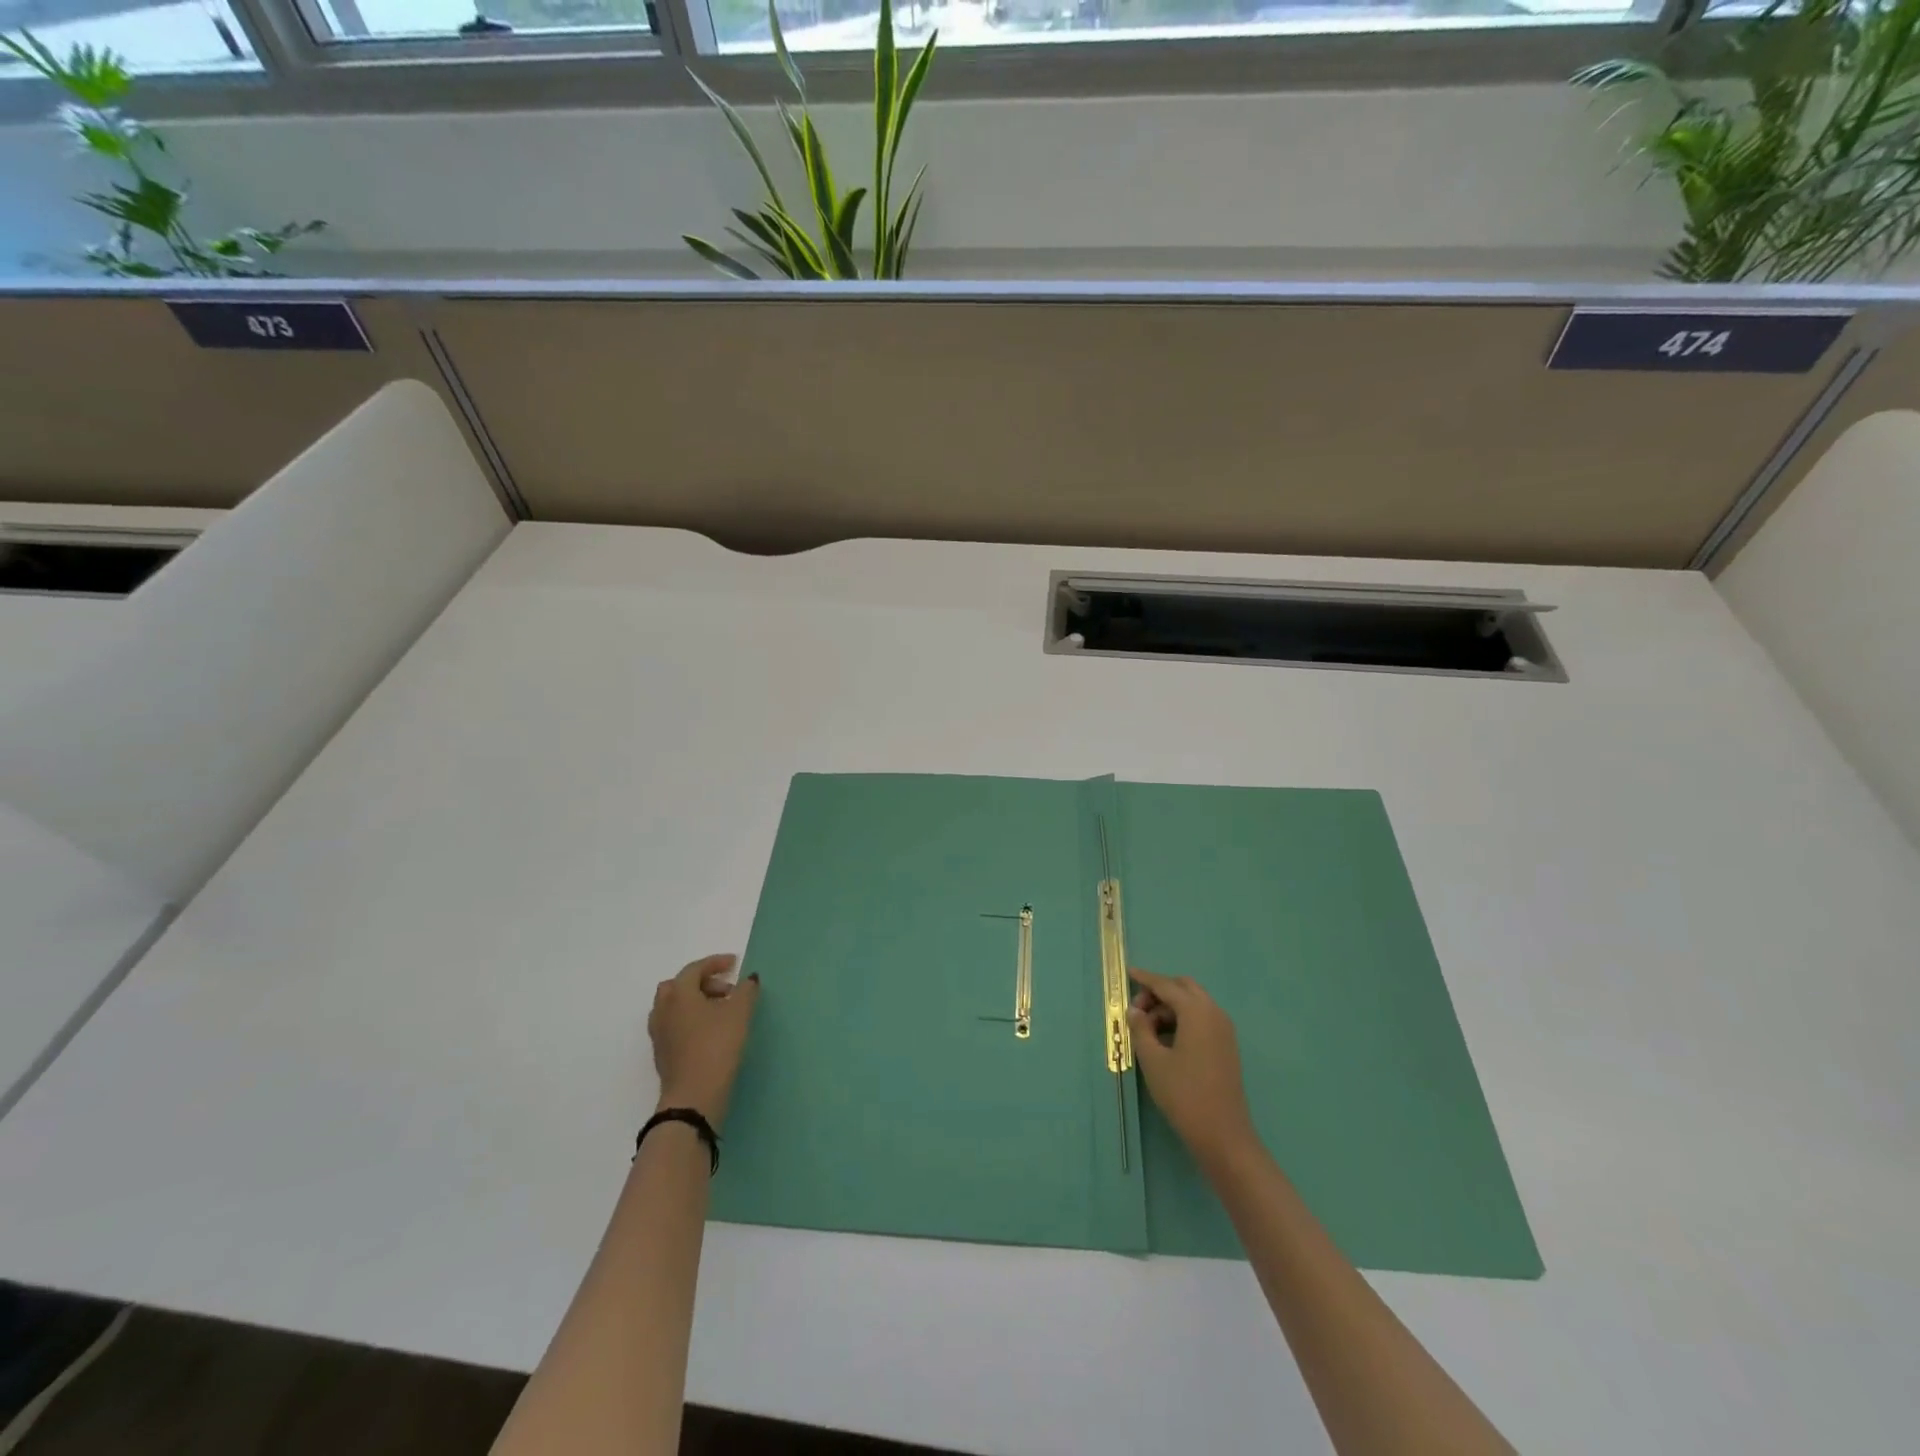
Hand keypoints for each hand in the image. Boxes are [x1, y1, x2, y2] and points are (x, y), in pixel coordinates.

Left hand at [649, 953, 759, 1129]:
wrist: (693, 1097)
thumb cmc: (717, 1047)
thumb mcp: (739, 1014)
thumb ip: (746, 991)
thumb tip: (749, 979)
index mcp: (679, 994)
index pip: (694, 969)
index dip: (715, 963)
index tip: (734, 963)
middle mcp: (663, 1009)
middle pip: (679, 985)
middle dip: (703, 983)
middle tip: (727, 991)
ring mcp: (659, 1033)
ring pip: (674, 1006)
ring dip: (695, 1002)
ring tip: (720, 1012)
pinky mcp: (662, 1053)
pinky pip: (674, 1024)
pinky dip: (690, 1019)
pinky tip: (709, 1032)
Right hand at [1128, 968, 1258, 1172]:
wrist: (1223, 1135)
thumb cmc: (1184, 1094)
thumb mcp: (1153, 1060)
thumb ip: (1141, 1029)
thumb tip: (1135, 1010)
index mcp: (1197, 1012)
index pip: (1166, 986)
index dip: (1145, 979)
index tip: (1128, 972)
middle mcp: (1214, 1013)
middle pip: (1184, 988)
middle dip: (1160, 992)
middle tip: (1138, 1009)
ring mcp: (1224, 1030)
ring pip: (1194, 1004)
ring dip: (1170, 1007)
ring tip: (1147, 1029)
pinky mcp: (1226, 1046)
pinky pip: (1202, 1019)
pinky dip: (1183, 1019)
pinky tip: (1166, 1039)